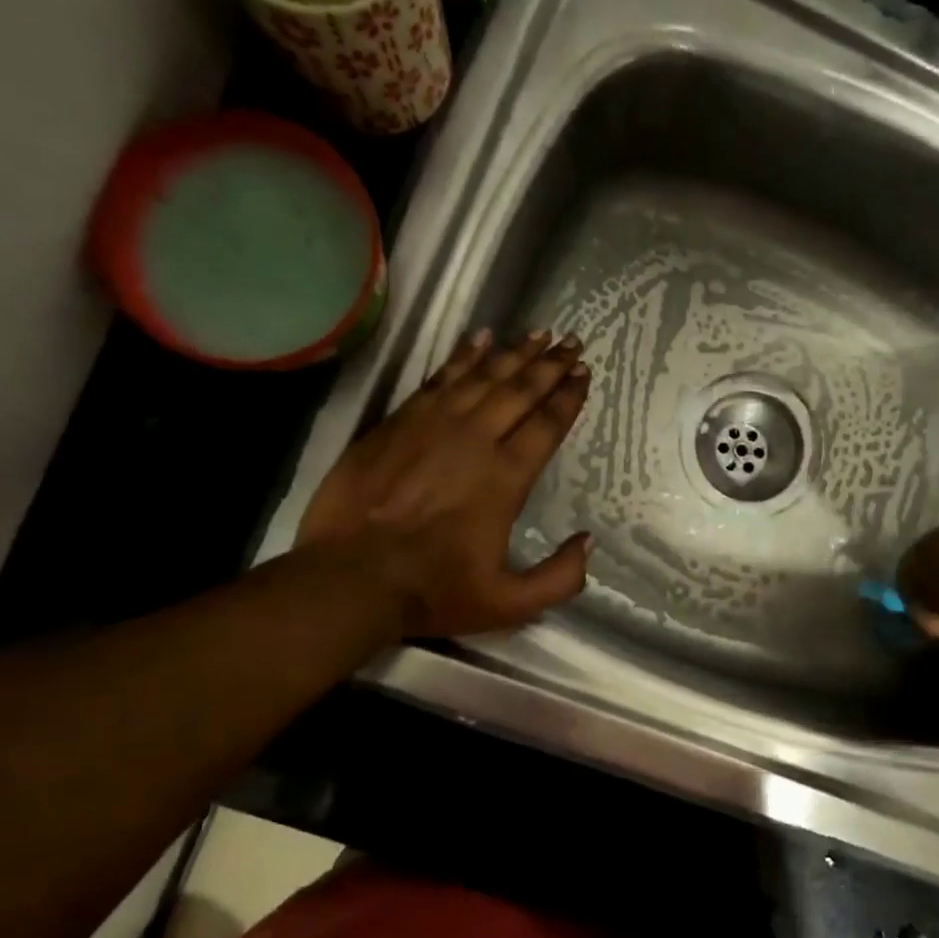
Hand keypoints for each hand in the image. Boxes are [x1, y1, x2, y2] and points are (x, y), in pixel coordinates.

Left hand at [297, 328, 592, 637]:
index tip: (585, 373)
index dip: (569, 397)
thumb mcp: (509, 604)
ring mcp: (433, 425)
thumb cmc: (433, 591)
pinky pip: (440, 377)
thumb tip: (588, 542)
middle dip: (550, 364)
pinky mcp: (398, 422)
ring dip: (514, 353)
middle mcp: (475, 440)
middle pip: (520, 390)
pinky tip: (478, 339)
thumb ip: (559, 577)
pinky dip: (463, 356)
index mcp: (506, 478)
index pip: (546, 425)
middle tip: (572, 341)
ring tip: (538, 334)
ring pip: (483, 376)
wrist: (350, 578)